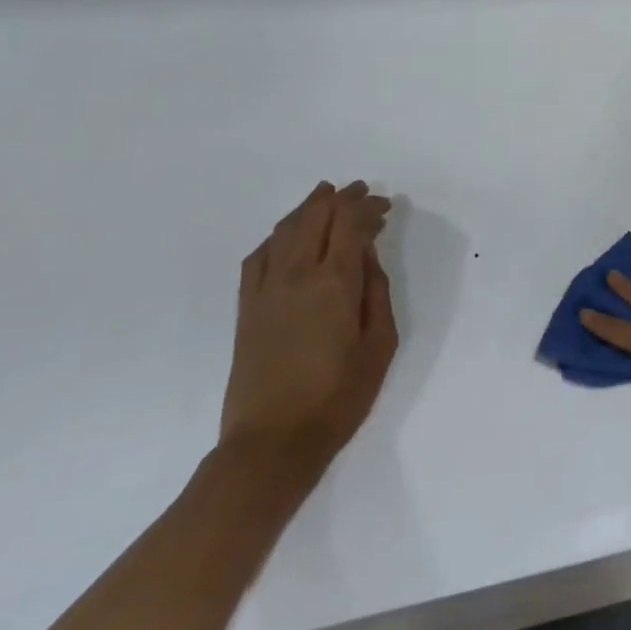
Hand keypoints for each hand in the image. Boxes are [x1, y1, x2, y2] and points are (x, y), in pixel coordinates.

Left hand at [220, 181, 397, 476]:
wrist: (274, 438)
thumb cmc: (340, 395)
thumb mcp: (380, 345)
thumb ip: (376, 294)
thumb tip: (367, 257)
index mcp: (334, 283)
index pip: (349, 225)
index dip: (366, 207)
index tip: (384, 205)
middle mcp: (296, 274)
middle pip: (315, 218)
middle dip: (339, 199)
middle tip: (359, 191)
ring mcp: (265, 289)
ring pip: (284, 230)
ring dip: (307, 209)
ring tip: (324, 197)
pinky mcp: (246, 306)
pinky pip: (259, 256)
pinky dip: (277, 235)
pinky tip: (287, 236)